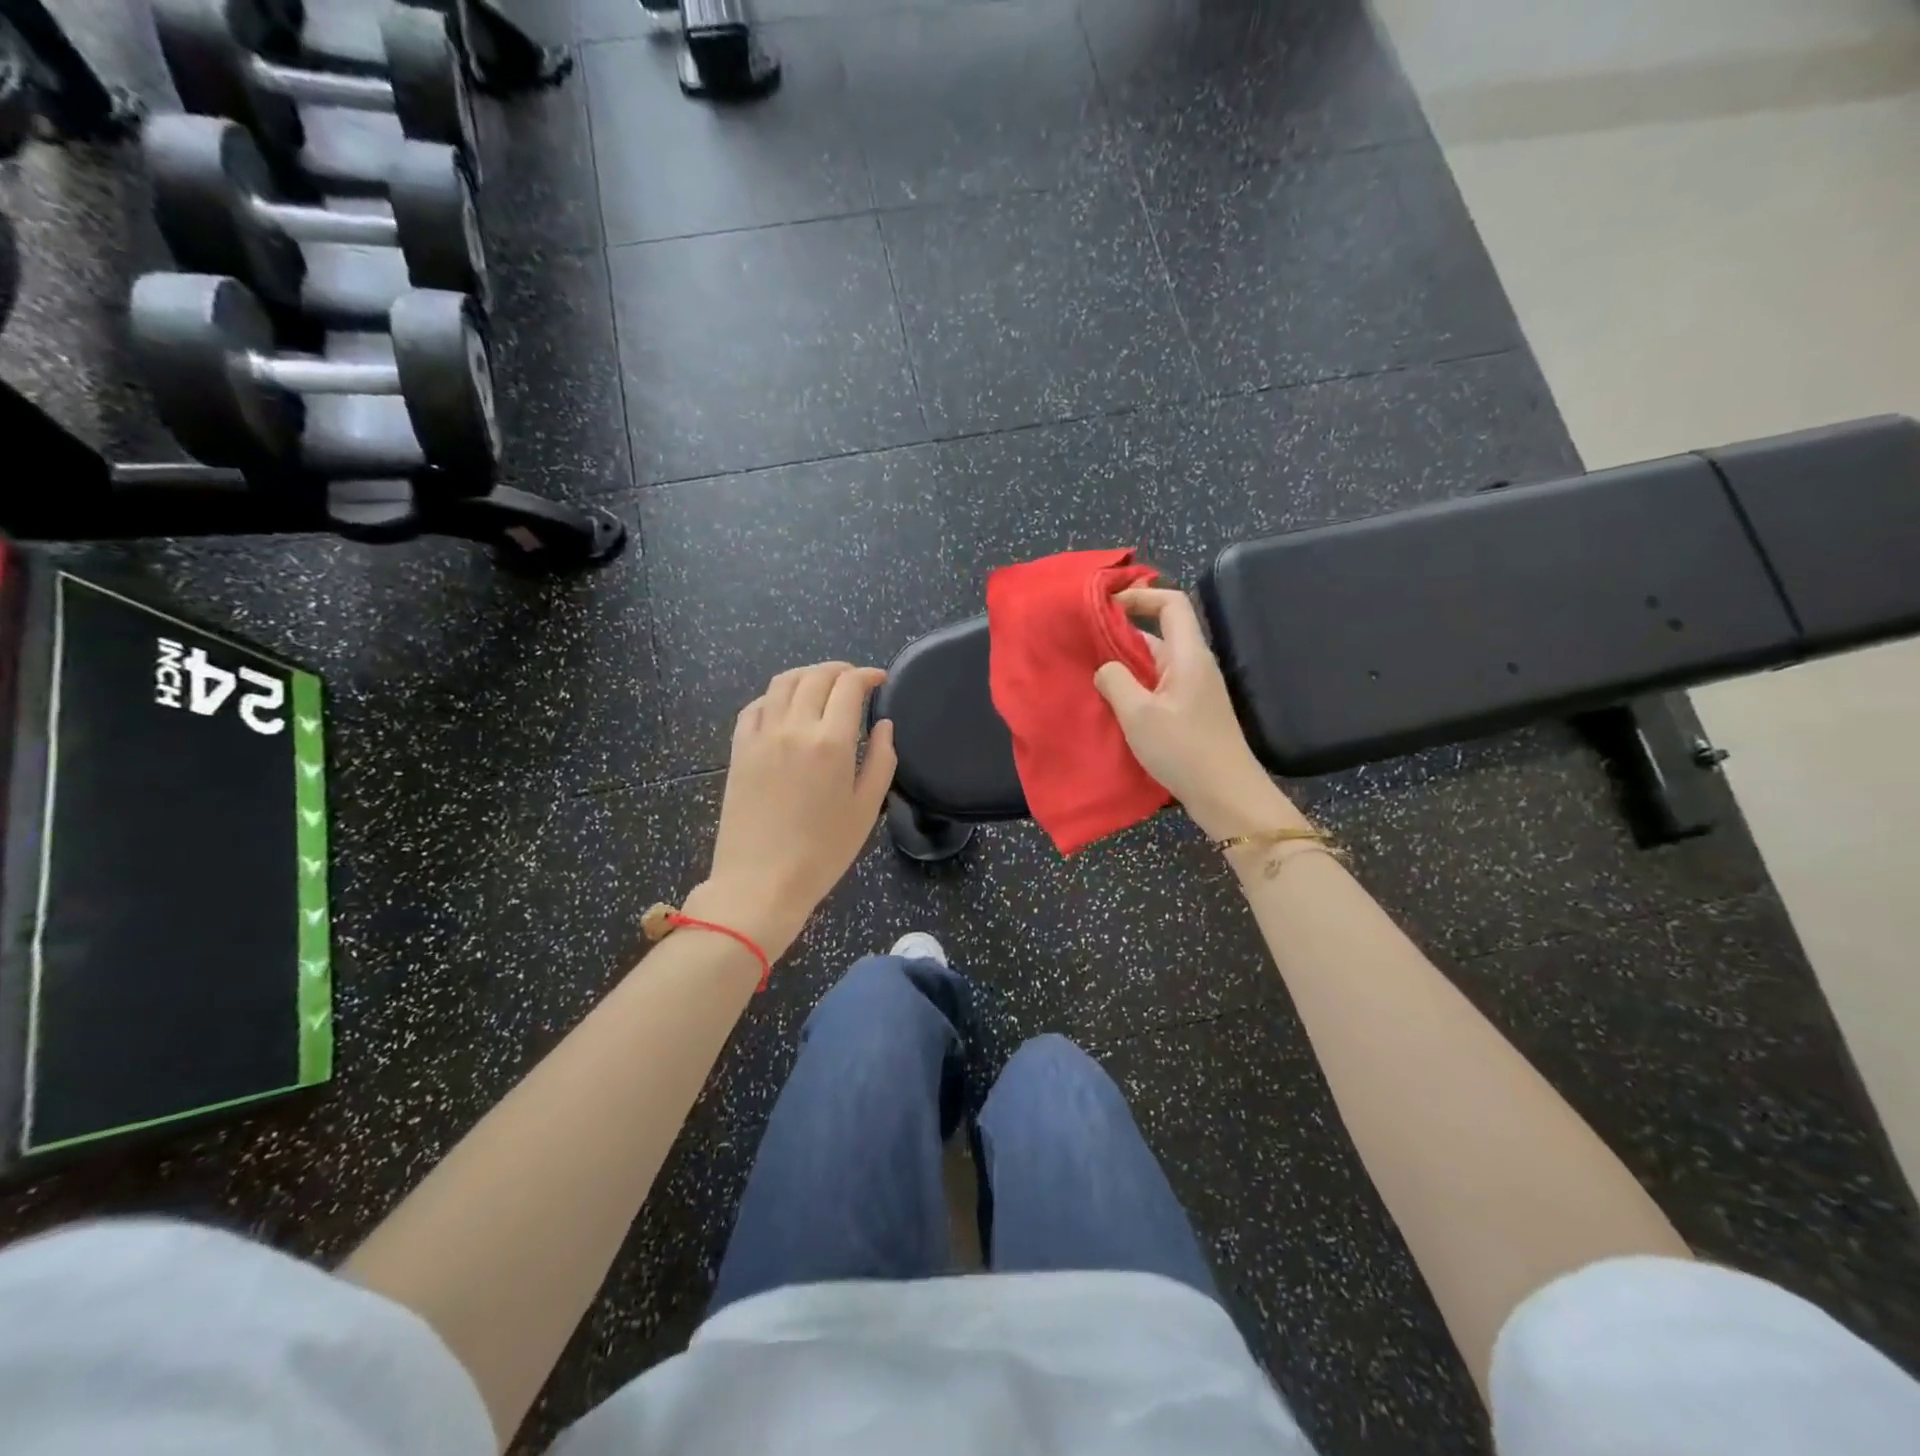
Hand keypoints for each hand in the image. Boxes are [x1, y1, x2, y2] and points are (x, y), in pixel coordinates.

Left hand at [685, 663, 895, 960]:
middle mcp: (794, 727)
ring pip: (783, 683)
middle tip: (855, 680)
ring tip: (822, 684)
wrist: (760, 882)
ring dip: (807, 674)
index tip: (880, 680)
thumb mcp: (866, 809)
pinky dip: (776, 696)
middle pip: (816, 677)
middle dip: (840, 670)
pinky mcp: (739, 749)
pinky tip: (786, 707)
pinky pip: (756, 706)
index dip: (867, 675)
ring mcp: (761, 735)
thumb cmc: (822, 851)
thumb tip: (884, 726)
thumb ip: (881, 760)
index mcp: (831, 742)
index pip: (849, 686)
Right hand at [1093, 588, 1304, 839]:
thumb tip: (1104, 668)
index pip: (1171, 603)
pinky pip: (1157, 686)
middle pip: (1159, 632)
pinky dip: (1133, 687)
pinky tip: (1110, 703)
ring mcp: (1193, 690)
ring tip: (1088, 672)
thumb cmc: (1184, 750)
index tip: (1105, 606)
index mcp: (1189, 655)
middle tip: (1083, 641)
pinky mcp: (1189, 712)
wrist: (1226, 796)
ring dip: (1124, 664)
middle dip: (1121, 632)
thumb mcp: (1139, 714)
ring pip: (1154, 663)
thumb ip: (1115, 681)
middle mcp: (1194, 665)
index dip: (1140, 596)